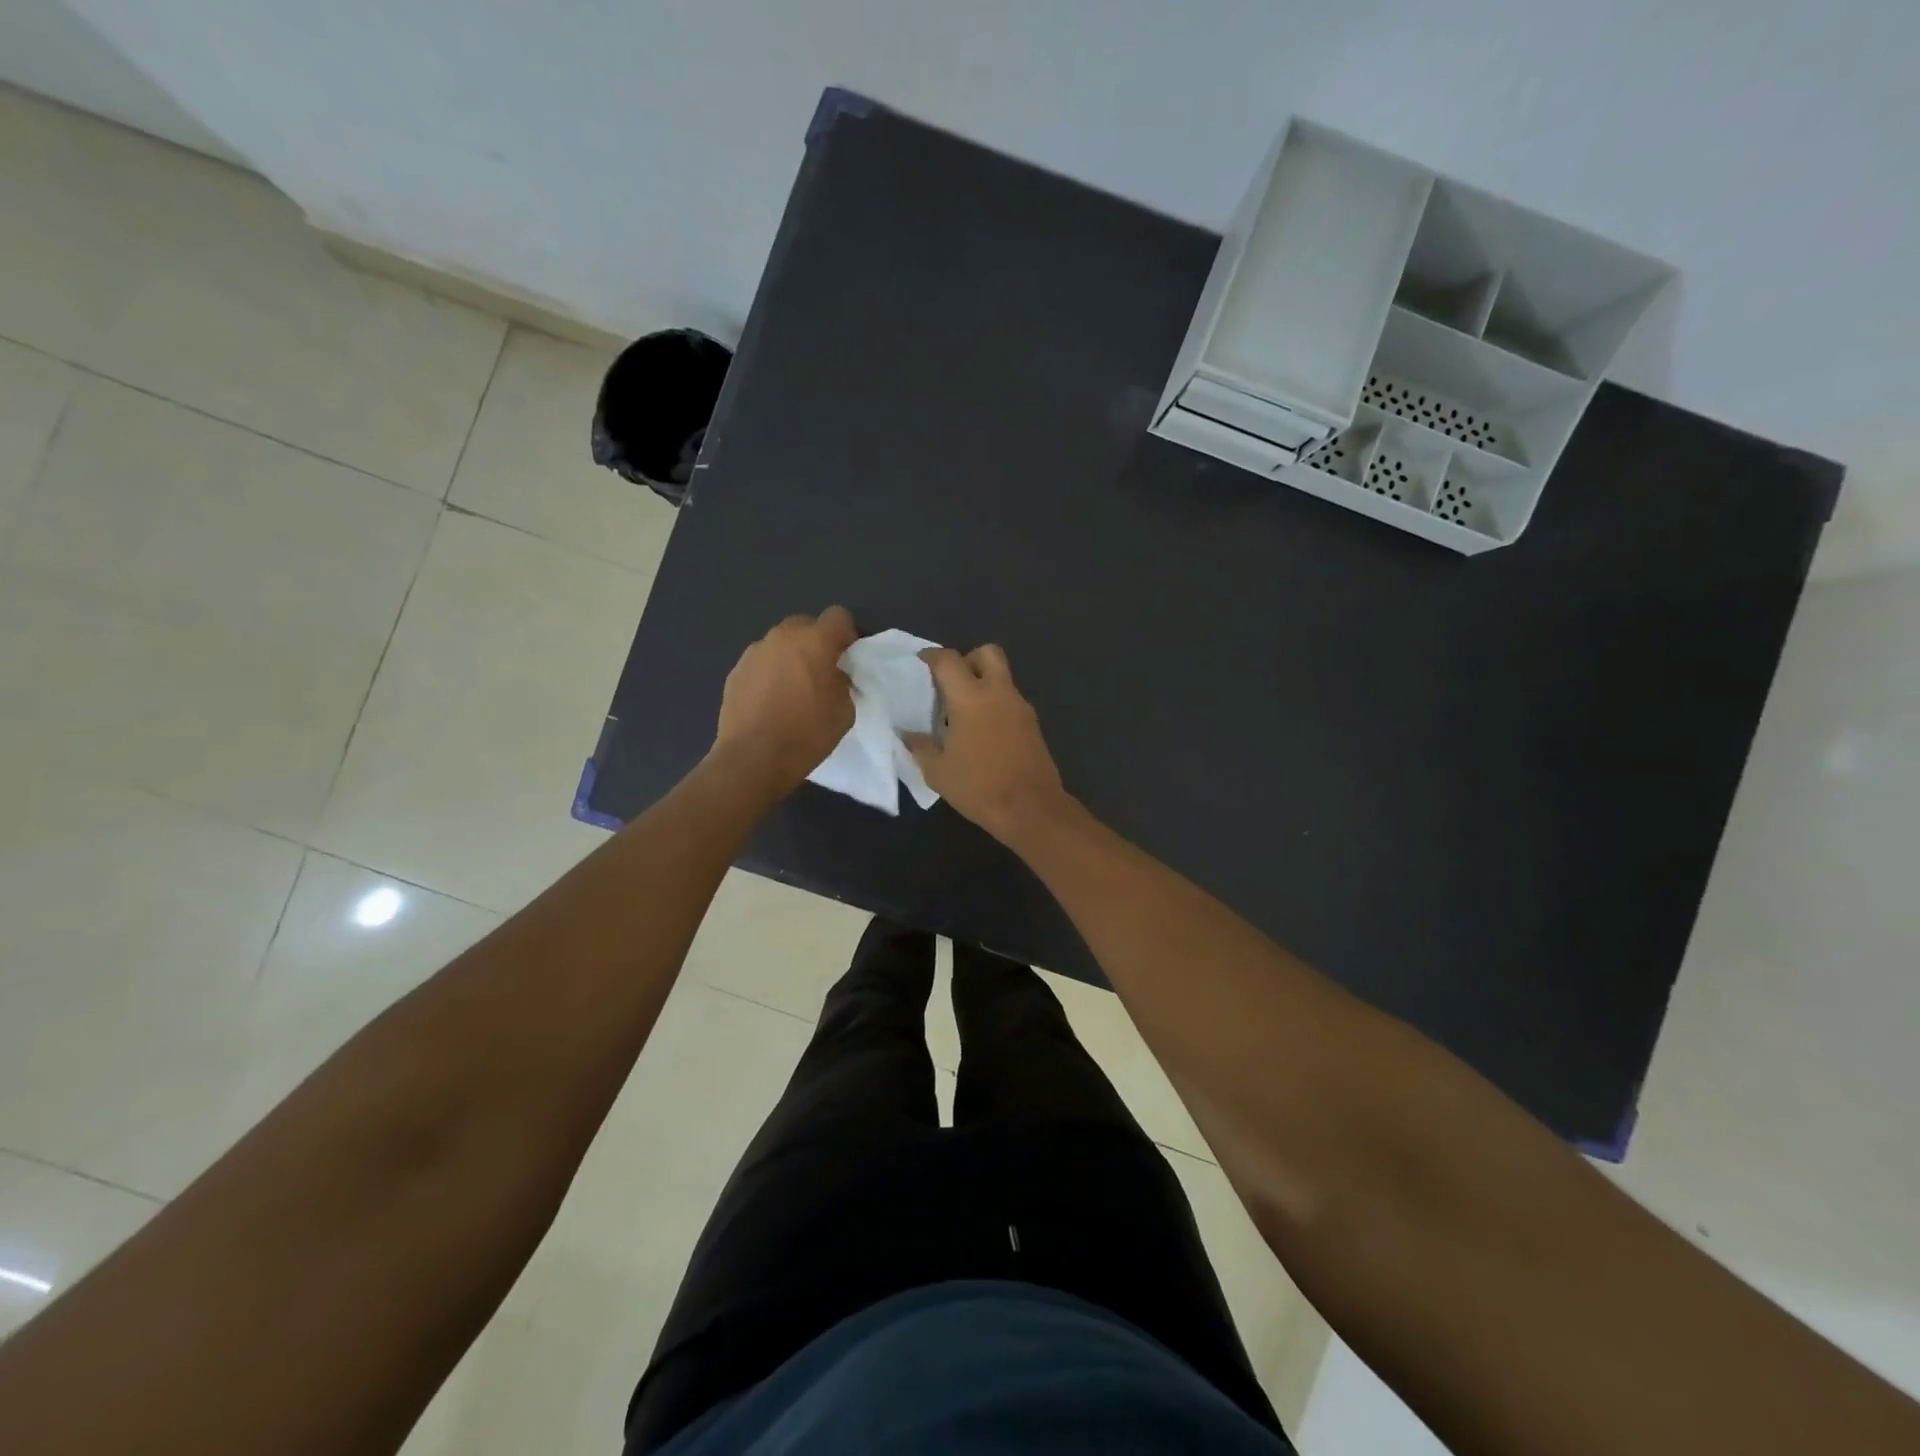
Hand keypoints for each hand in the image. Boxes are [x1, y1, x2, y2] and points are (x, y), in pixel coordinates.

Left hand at [713, 607, 858, 793]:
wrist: (753, 758)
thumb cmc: (807, 734)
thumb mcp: (845, 711)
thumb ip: (843, 683)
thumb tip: (834, 676)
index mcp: (815, 641)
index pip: (838, 616)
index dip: (847, 634)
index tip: (848, 657)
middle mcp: (782, 637)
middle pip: (805, 625)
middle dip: (816, 642)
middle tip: (821, 672)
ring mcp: (754, 652)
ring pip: (780, 644)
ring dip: (790, 657)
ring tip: (792, 689)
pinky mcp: (735, 671)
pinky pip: (761, 663)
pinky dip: (769, 674)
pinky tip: (770, 702)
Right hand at [903, 644, 1070, 844]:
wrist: (1031, 809)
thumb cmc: (978, 787)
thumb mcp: (937, 771)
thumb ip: (921, 746)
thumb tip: (908, 734)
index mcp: (970, 698)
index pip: (948, 660)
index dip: (931, 656)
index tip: (920, 663)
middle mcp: (998, 693)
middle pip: (987, 653)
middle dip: (968, 659)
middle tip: (951, 683)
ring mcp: (1020, 707)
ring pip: (1002, 677)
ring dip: (983, 683)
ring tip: (963, 713)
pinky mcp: (1033, 724)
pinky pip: (1010, 700)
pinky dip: (995, 705)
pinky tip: (983, 732)